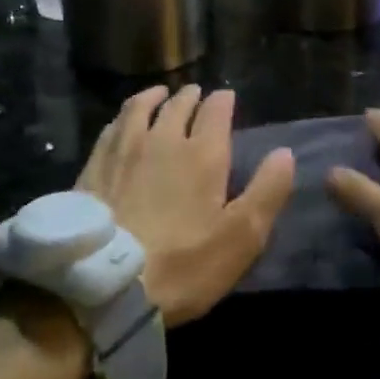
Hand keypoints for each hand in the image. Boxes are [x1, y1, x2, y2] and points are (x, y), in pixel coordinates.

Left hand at [77, 85, 295, 326]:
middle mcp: (163, 138)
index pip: (216, 111)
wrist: (105, 285)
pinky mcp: (94, 165)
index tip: (227, 97)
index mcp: (202, 153)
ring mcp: (124, 149)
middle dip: (191, 96)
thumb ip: (267, 191)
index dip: (223, 101)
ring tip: (160, 93)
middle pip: (178, 105)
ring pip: (141, 108)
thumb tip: (284, 152)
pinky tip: (123, 123)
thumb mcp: (242, 236)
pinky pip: (112, 127)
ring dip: (155, 97)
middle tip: (196, 94)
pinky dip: (124, 117)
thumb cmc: (183, 263)